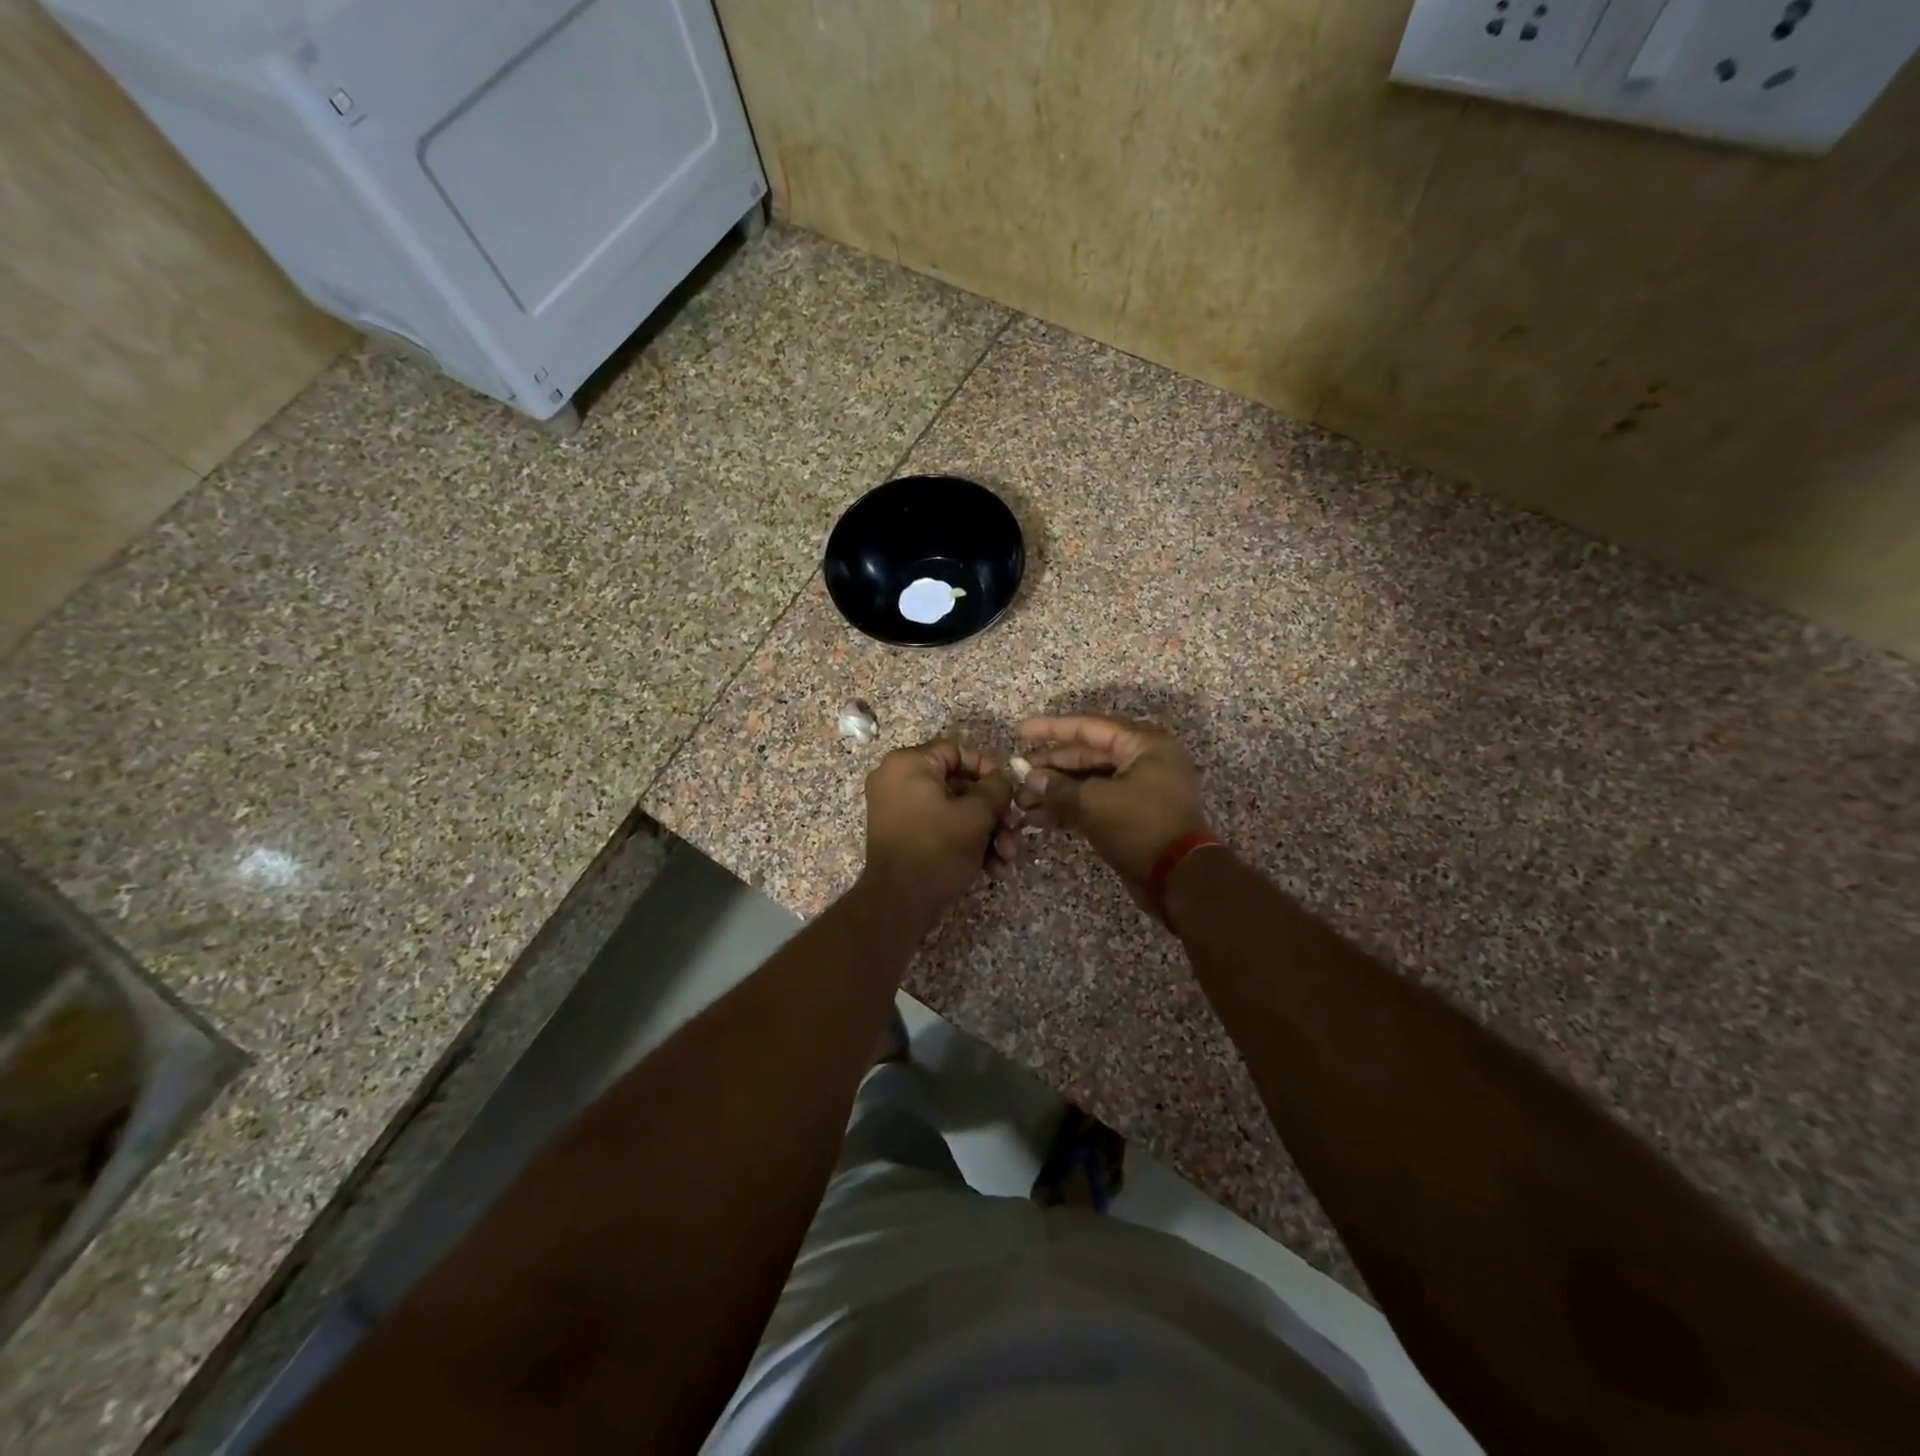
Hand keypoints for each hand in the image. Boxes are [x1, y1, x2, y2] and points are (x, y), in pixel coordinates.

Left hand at [858, 741, 1014, 927]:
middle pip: (960, 785)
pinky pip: (941, 827)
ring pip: (955, 810)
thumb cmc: (937, 849)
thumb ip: (996, 789)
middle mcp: (898, 780)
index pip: (957, 751)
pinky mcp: (905, 835)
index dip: (989, 769)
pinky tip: (993, 869)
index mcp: (908, 764)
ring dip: (987, 833)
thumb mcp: (976, 816)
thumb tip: (1002, 780)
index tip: (1011, 790)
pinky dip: (967, 843)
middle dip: (993, 813)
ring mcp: (899, 809)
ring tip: (1008, 859)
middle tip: (1016, 831)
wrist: (898, 904)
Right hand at [1016, 715, 1211, 907]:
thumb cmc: (1142, 827)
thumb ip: (1059, 788)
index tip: (1021, 731)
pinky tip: (1038, 820)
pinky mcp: (1132, 817)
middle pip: (1087, 756)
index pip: (1090, 727)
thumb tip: (1031, 779)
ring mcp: (1139, 790)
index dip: (1053, 730)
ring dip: (1055, 793)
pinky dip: (1069, 810)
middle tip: (1017, 775)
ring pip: (1089, 783)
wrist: (1180, 879)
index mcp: (1143, 745)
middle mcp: (1144, 761)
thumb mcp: (1096, 803)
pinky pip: (1095, 804)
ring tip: (1021, 804)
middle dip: (1050, 768)